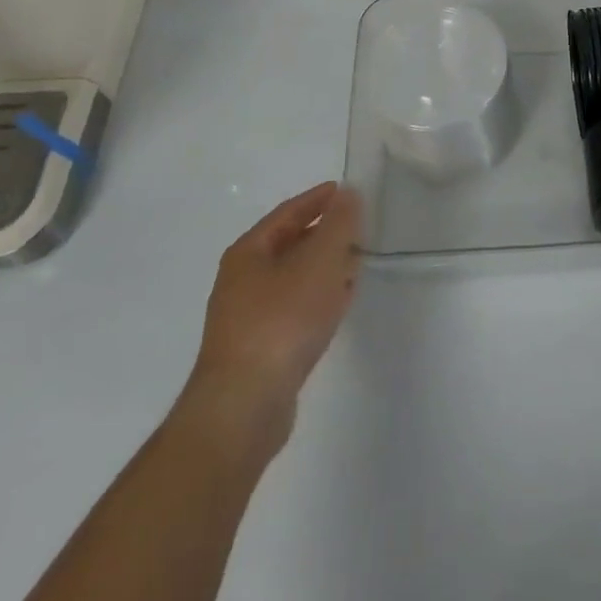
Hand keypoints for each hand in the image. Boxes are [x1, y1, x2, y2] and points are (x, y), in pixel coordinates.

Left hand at [173, 181, 362, 461]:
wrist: (243, 408)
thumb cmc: (282, 320)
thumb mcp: (319, 261)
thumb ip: (339, 224)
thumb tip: (348, 194)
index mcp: (248, 253)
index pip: (288, 213)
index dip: (318, 199)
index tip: (347, 191)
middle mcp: (242, 281)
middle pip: (289, 245)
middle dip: (324, 234)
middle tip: (358, 228)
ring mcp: (247, 319)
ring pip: (294, 279)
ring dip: (324, 268)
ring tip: (355, 263)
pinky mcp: (259, 351)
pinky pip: (295, 310)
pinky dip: (318, 298)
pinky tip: (338, 304)